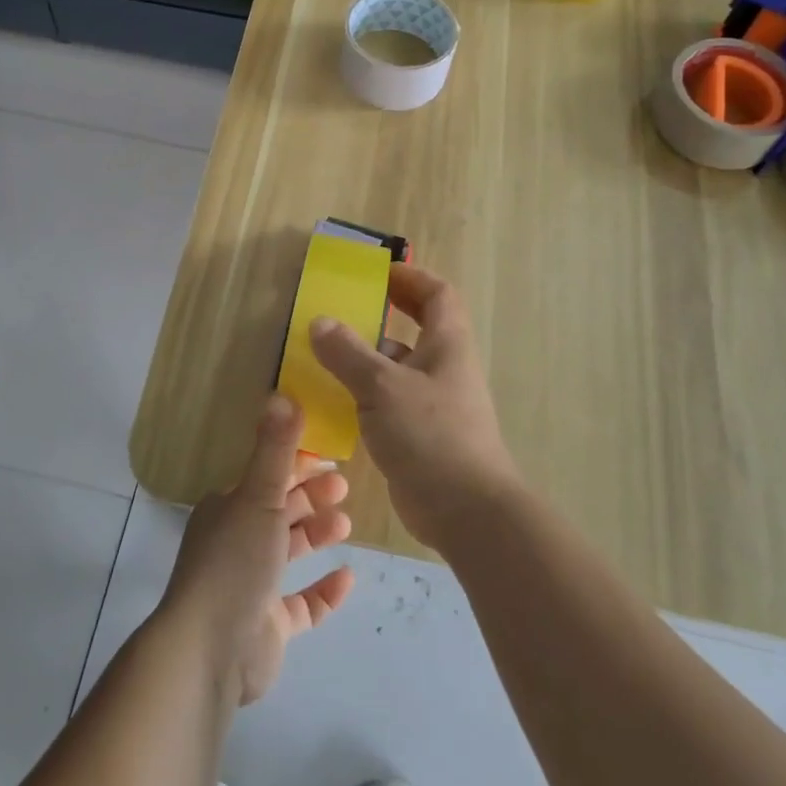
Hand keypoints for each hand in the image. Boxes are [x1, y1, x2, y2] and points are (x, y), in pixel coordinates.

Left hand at [158, 396, 355, 706]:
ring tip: (346, 524)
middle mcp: (236, 541)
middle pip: (279, 510)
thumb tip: (281, 393)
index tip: (329, 455)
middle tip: (344, 485)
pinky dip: (323, 590)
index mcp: (228, 508)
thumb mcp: (258, 496)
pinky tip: (347, 577)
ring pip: (289, 551)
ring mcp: (251, 585)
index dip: (297, 463)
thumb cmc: (234, 561)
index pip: (266, 476)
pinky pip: (301, 603)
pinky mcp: (268, 625)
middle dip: (310, 495)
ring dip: (316, 534)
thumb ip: (275, 449)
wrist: (210, 649)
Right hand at [310, 262, 519, 550]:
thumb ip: (348, 353)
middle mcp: (444, 368)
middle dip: (383, 316)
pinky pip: (389, 402)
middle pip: (416, 329)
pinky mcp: (420, 435)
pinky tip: (332, 401)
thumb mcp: (382, 386)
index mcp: (447, 345)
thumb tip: (320, 322)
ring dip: (366, 358)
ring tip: (324, 354)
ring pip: (398, 368)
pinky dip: (364, 394)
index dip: (411, 278)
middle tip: (343, 310)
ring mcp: (433, 403)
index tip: (378, 274)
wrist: (466, 511)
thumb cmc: (431, 434)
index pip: (437, 295)